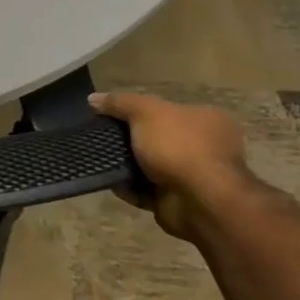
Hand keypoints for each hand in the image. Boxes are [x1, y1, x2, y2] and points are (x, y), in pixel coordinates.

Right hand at [88, 91, 252, 240]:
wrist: (199, 201)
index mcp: (207, 119)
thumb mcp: (146, 112)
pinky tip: (112, 182)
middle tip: (104, 139)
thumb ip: (120, 102)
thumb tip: (93, 98)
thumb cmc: (179, 147)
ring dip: (128, 165)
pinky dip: (130, 187)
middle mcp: (205, 146)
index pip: (169, 109)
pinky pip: (147, 190)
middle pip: (158, 138)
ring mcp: (194, 175)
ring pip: (151, 166)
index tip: (114, 116)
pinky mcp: (180, 200)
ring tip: (102, 160)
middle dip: (131, 140)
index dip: (140, 111)